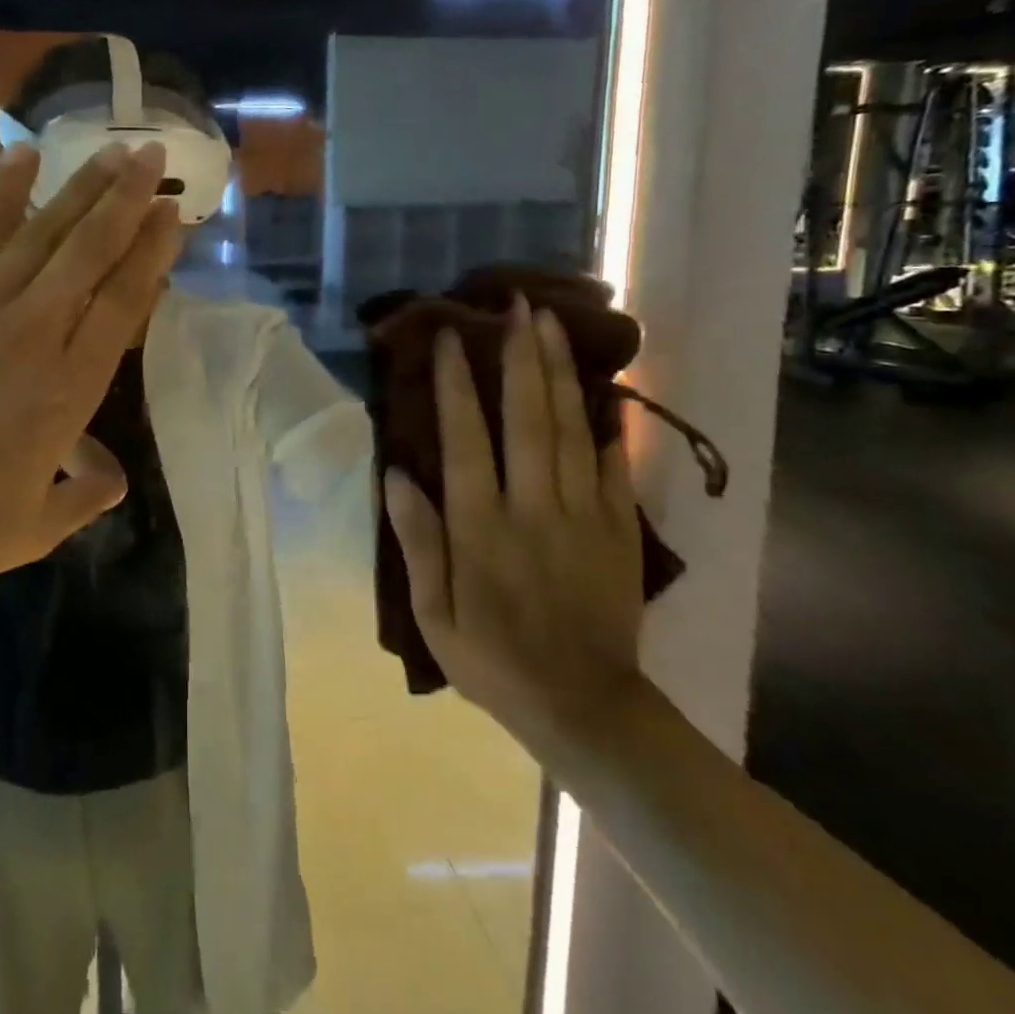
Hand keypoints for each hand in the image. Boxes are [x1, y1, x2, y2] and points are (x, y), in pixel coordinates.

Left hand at [0, 140, 180, 607]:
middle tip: (152, 155)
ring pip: (41, 233)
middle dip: (126, 198)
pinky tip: (23, 156)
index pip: (123, 302)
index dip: (151, 252)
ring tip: (111, 149)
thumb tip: (112, 478)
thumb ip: (86, 496)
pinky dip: (0, 193)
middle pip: (90, 251)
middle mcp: (33, 334)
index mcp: (69, 389)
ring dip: (80, 187)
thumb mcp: (38, 527)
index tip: (172, 214)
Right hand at [383, 298, 646, 758]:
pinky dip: (606, 424)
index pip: (466, 439)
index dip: (456, 385)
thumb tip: (397, 474)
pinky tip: (602, 390)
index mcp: (482, 527)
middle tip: (517, 306)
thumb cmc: (493, 658)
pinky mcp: (617, 529)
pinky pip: (612, 465)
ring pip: (570, 429)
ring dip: (560, 373)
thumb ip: (418, 541)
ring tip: (552, 326)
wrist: (585, 706)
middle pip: (528, 418)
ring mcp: (582, 514)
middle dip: (520, 357)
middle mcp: (533, 507)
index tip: (451, 338)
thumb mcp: (434, 613)